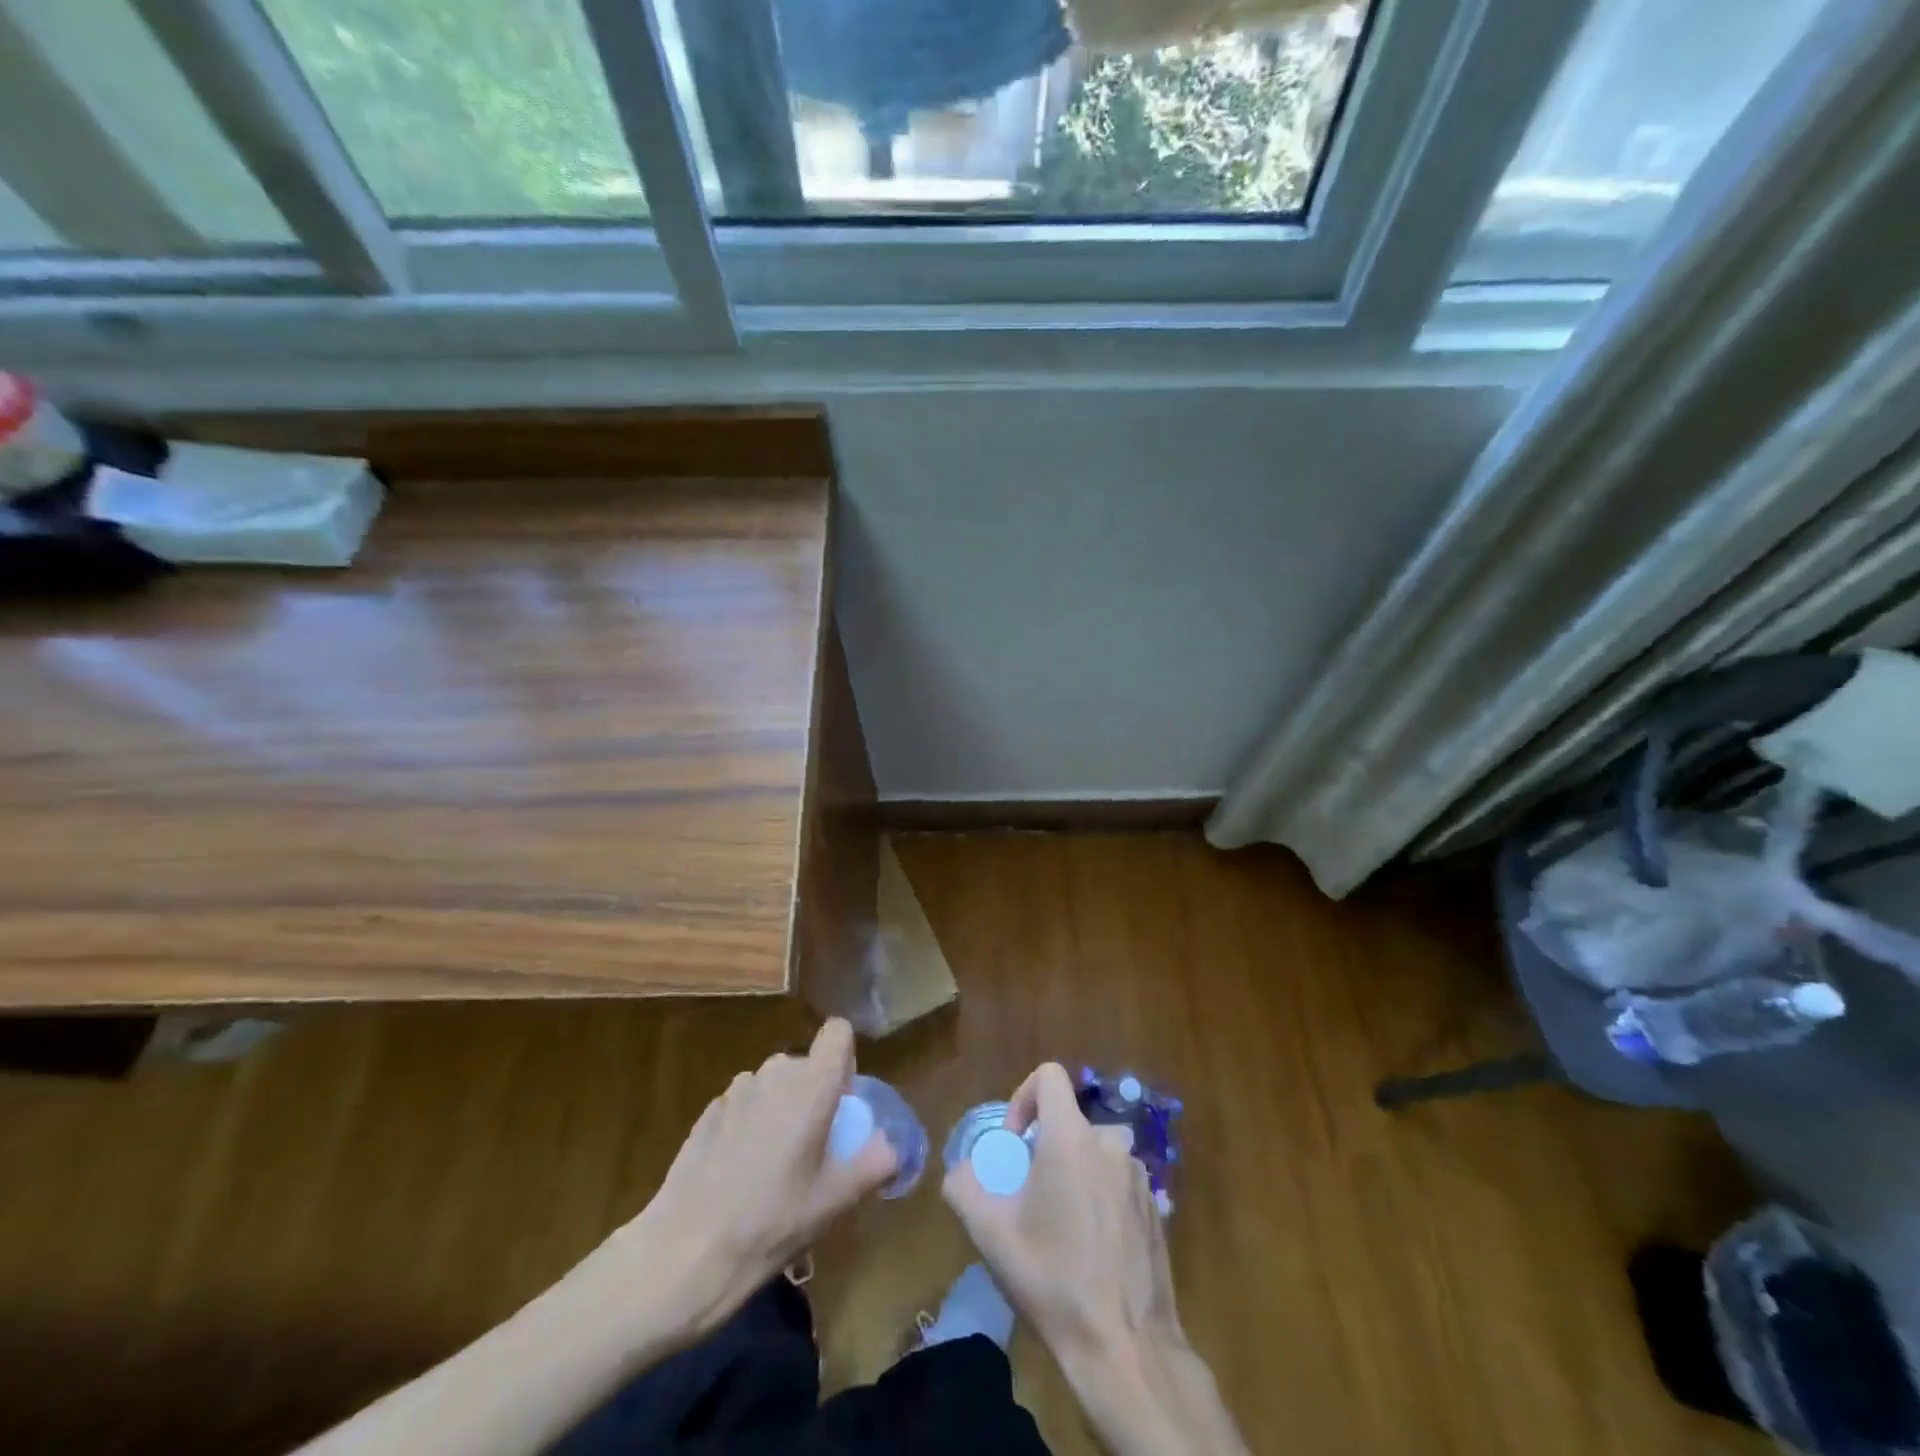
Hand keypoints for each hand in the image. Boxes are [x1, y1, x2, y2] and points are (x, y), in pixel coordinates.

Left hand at [604, 1018, 898, 1339]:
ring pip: (774, 1084)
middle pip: (806, 1064)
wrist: (684, 1253)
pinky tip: (740, 1174)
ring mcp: (736, 1091)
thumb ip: (873, 1163)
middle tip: (814, 1148)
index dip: (845, 1059)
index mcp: (811, 1084)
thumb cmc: (771, 1223)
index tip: (843, 1102)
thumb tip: (891, 1146)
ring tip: (775, 1167)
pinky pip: (745, 1104)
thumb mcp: (834, 1201)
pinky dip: (751, 1124)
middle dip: (814, 1094)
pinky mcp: (708, 1112)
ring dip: (782, 1109)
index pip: (838, 1032)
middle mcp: (774, 1073)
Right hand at [942, 1062, 1181, 1362]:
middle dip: (1047, 1148)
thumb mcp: (991, 1235)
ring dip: (1075, 1173)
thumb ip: (964, 1187)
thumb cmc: (1053, 1280)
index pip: (1049, 1076)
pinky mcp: (1156, 1206)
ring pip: (1095, 1152)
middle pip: (1070, 1121)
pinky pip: (1118, 1182)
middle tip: (1031, 1196)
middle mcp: (1110, 1143)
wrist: (1125, 1346)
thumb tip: (959, 1170)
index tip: (1015, 1142)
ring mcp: (1139, 1175)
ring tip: (1061, 1226)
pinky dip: (1100, 1196)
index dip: (1024, 1096)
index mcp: (1072, 1137)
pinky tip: (1092, 1248)